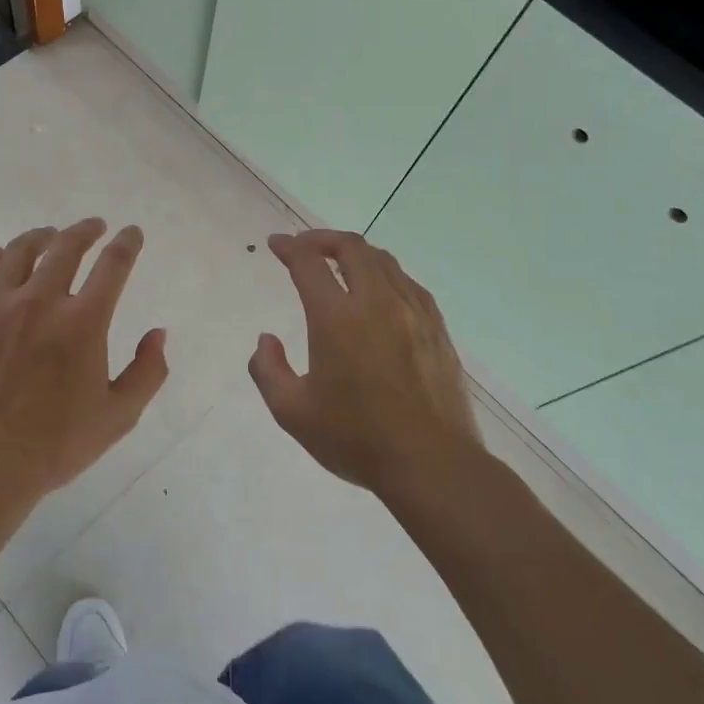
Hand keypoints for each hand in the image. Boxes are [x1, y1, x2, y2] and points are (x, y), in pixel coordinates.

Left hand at [0, 218, 167, 512]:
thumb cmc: (53, 446)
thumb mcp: (118, 417)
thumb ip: (147, 372)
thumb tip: (159, 333)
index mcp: (83, 322)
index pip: (113, 266)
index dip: (126, 244)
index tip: (131, 232)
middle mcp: (40, 302)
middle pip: (65, 248)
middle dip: (84, 230)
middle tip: (93, 226)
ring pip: (18, 253)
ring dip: (39, 237)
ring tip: (48, 234)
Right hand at [250, 230, 482, 501]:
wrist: (432, 464)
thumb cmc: (356, 439)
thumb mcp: (292, 412)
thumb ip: (268, 370)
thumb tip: (266, 340)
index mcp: (337, 319)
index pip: (309, 263)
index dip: (289, 247)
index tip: (276, 244)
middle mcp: (376, 303)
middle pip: (352, 248)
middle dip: (323, 239)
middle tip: (305, 247)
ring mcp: (413, 313)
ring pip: (384, 261)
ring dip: (356, 253)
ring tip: (340, 264)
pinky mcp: (436, 329)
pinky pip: (408, 284)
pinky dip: (385, 274)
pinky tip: (380, 292)